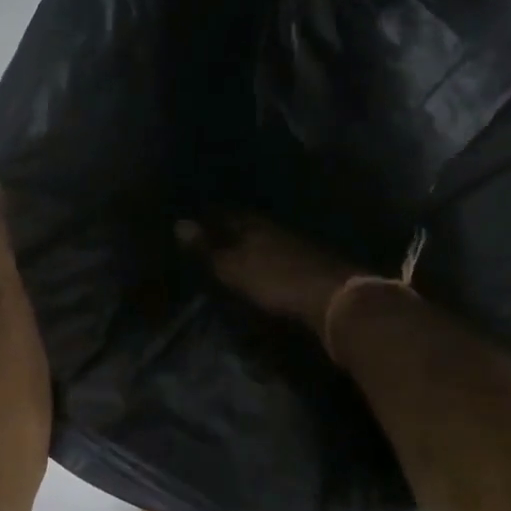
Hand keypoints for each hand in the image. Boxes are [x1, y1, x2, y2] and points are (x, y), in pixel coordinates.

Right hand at [183, 216, 357, 335]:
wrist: (331, 297)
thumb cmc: (275, 279)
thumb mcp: (233, 267)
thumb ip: (207, 248)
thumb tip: (178, 223)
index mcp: (253, 224)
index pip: (225, 213)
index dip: (209, 216)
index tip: (193, 220)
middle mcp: (274, 228)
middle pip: (247, 223)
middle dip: (230, 227)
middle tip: (211, 234)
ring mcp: (295, 244)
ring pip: (265, 238)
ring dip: (250, 243)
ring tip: (233, 251)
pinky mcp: (309, 264)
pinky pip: (279, 255)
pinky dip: (266, 258)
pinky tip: (262, 267)